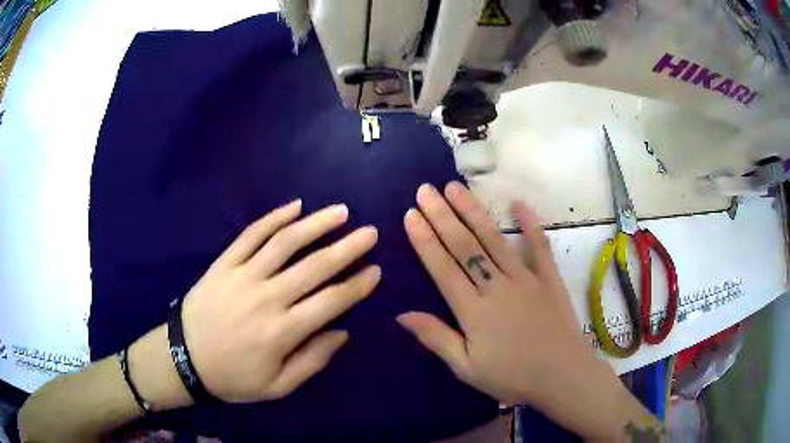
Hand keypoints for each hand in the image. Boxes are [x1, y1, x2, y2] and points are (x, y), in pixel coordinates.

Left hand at [181, 200, 379, 401]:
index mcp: (283, 331)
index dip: (358, 285)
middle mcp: (267, 297)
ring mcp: (243, 275)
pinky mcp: (225, 263)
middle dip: (348, 247)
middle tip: (370, 232)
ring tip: (340, 212)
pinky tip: (294, 206)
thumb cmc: (234, 376)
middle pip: (315, 265)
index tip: (376, 270)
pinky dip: (274, 218)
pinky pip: (251, 234)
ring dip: (316, 224)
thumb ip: (312, 361)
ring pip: (285, 242)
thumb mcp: (278, 386)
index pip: (332, 301)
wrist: (184, 359)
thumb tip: (342, 333)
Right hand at [398, 182, 589, 403]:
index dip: (425, 239)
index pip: (443, 267)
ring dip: (473, 211)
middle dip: (442, 216)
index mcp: (474, 310)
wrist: (562, 377)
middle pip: (465, 245)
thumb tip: (401, 314)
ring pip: (494, 239)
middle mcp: (497, 286)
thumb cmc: (512, 377)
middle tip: (426, 190)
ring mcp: (525, 279)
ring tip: (455, 188)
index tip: (411, 214)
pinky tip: (519, 203)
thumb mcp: (466, 368)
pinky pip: (539, 246)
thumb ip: (436, 338)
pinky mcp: (548, 279)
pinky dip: (530, 224)